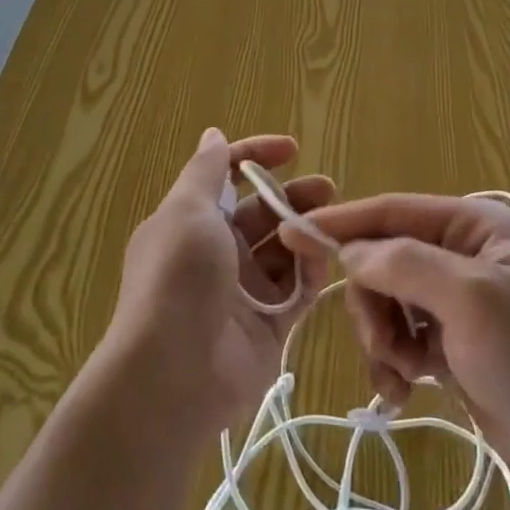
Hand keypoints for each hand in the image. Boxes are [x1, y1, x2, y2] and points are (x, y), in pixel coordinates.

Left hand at [106, 129, 332, 434]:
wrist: (174, 373)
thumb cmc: (178, 277)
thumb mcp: (187, 210)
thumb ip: (206, 171)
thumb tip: (214, 135)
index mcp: (191, 221)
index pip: (227, 177)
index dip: (256, 157)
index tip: (291, 149)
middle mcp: (217, 252)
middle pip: (262, 212)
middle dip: (293, 195)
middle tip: (327, 188)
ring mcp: (244, 289)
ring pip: (284, 248)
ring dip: (307, 230)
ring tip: (334, 221)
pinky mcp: (269, 324)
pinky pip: (298, 288)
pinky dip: (313, 269)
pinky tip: (326, 256)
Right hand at [299, 193, 509, 495]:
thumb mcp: (472, 301)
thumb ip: (405, 265)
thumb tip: (350, 252)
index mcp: (470, 225)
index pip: (390, 212)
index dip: (340, 224)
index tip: (289, 234)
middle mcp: (458, 255)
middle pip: (381, 262)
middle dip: (372, 305)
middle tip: (385, 347)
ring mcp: (454, 302)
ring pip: (385, 304)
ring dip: (382, 340)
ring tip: (403, 377)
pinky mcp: (452, 345)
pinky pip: (400, 340)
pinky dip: (393, 364)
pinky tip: (404, 394)